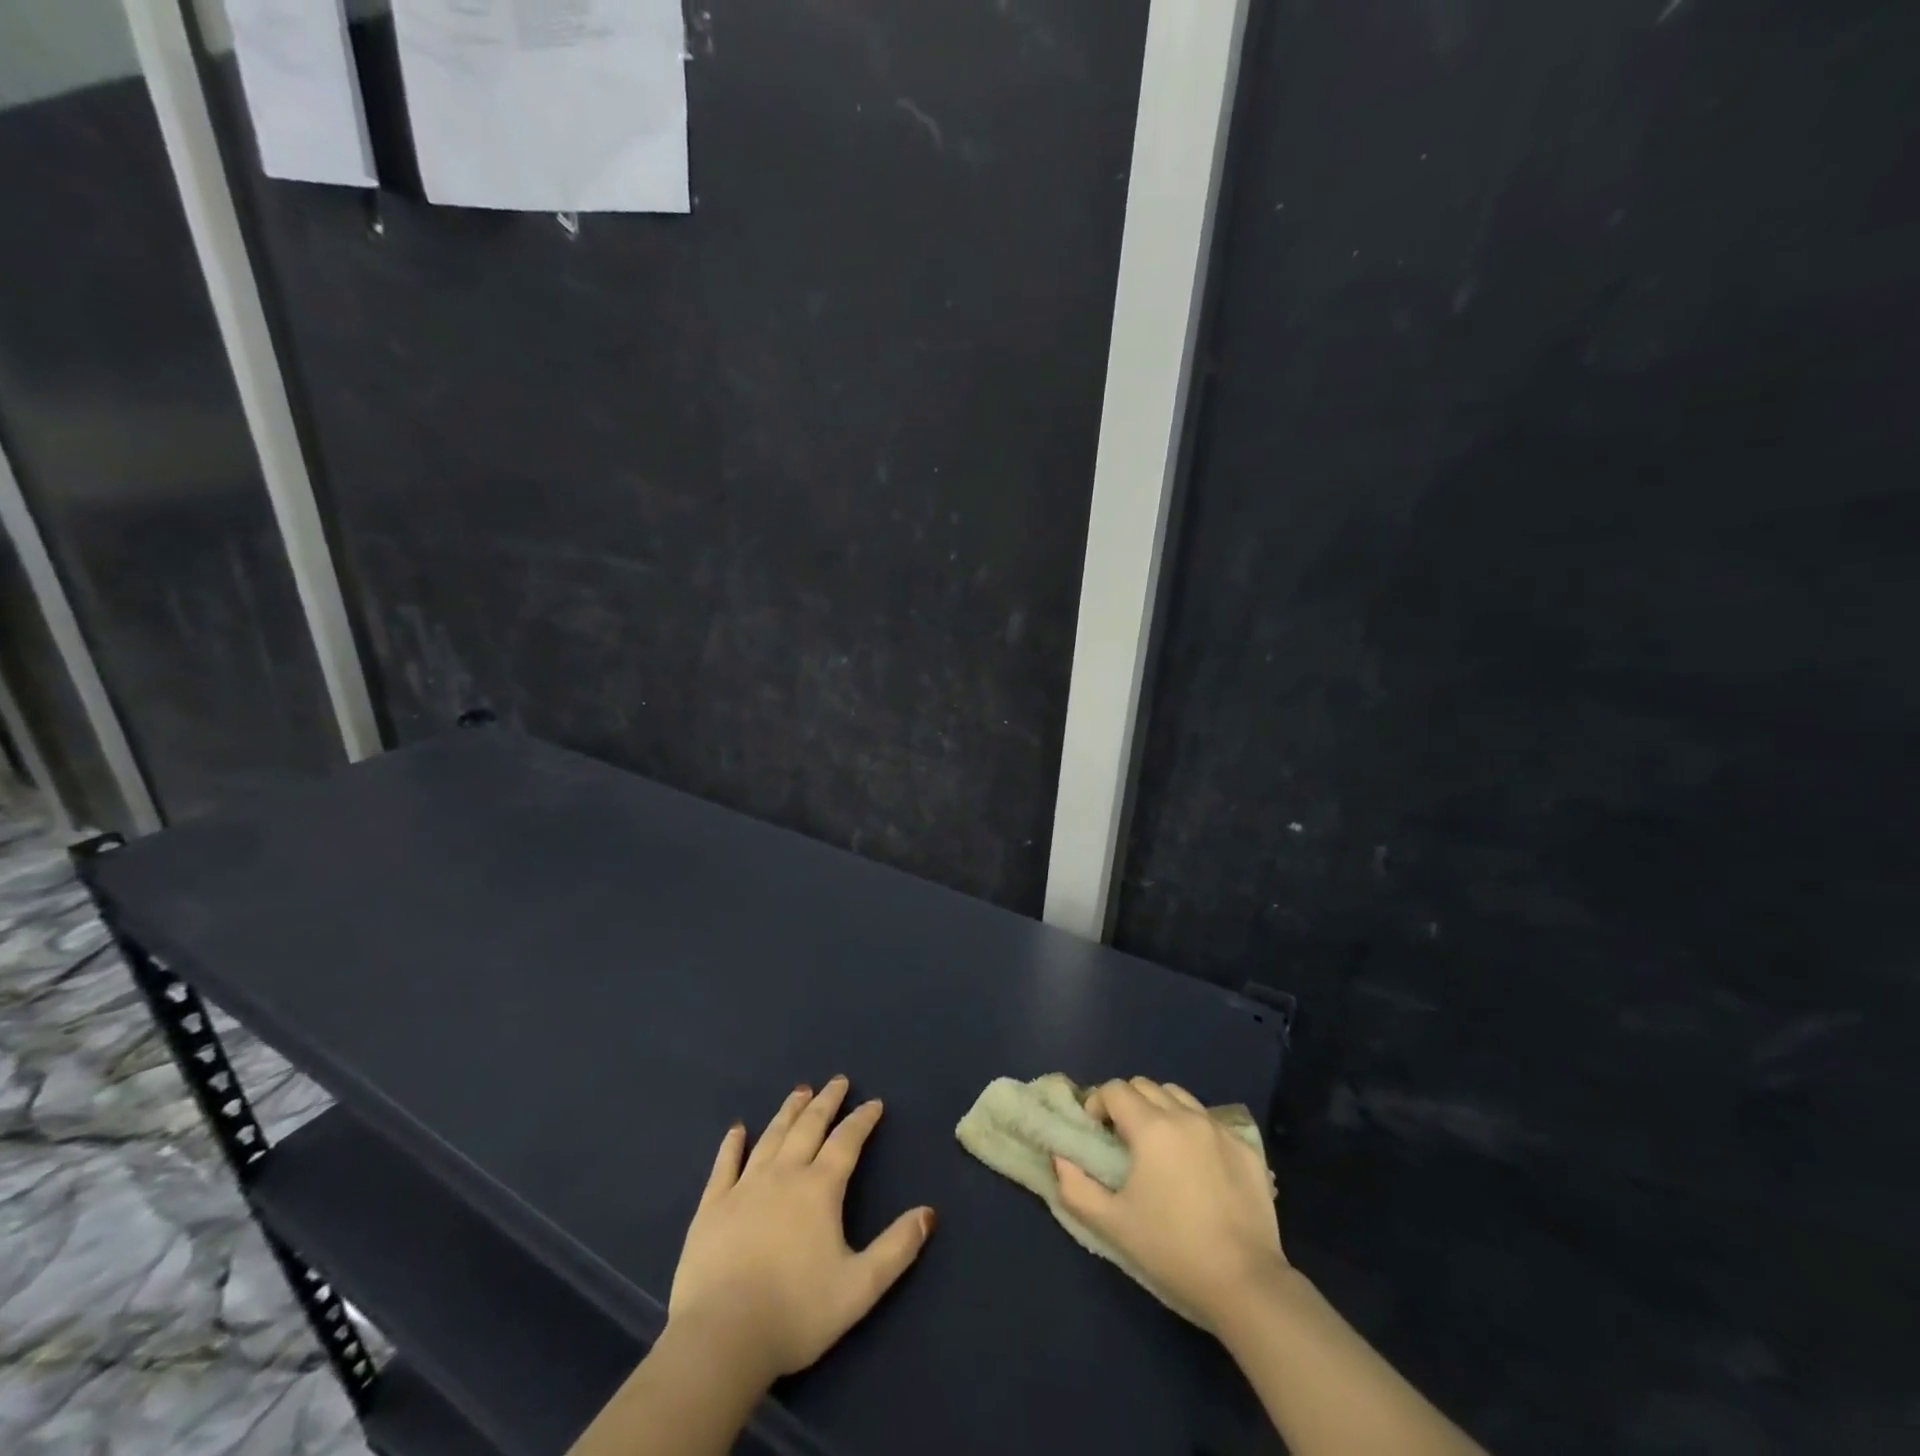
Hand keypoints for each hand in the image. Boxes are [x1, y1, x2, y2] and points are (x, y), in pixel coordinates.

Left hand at [666, 1076, 936, 1388]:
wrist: (721, 1338)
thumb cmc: (796, 1313)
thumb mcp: (860, 1287)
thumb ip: (897, 1248)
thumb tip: (929, 1213)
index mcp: (820, 1189)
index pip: (846, 1141)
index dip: (862, 1119)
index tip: (874, 1102)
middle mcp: (784, 1175)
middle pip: (808, 1127)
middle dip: (826, 1102)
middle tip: (837, 1081)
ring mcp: (744, 1187)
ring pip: (771, 1137)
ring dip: (788, 1111)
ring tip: (800, 1091)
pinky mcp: (711, 1207)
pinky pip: (725, 1165)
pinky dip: (732, 1144)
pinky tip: (737, 1129)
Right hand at [1053, 1076, 1285, 1332]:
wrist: (1245, 1283)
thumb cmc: (1172, 1250)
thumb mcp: (1113, 1224)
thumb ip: (1076, 1187)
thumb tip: (1061, 1158)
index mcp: (1151, 1127)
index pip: (1115, 1090)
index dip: (1098, 1104)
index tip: (1096, 1131)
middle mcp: (1185, 1116)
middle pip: (1146, 1085)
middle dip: (1127, 1102)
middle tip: (1122, 1137)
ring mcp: (1219, 1129)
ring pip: (1179, 1096)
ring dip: (1160, 1108)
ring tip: (1158, 1145)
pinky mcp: (1246, 1147)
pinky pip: (1210, 1120)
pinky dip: (1193, 1128)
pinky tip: (1195, 1163)